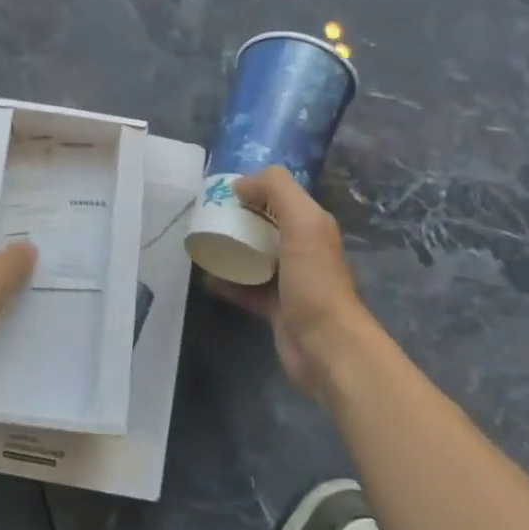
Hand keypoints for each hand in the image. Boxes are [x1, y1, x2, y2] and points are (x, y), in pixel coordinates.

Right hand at [206, 166, 379, 400]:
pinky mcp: (275, 307)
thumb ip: (276, 190)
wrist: (326, 345)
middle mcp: (302, 248)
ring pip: (254, 255)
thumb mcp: (302, 222)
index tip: (220, 191)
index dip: (253, 188)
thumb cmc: (314, 280)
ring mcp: (289, 280)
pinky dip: (227, 281)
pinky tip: (206, 277)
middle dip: (237, 217)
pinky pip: (246, 287)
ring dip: (230, 248)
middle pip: (264, 223)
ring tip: (202, 242)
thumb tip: (241, 184)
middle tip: (206, 215)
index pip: (279, 195)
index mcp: (312, 224)